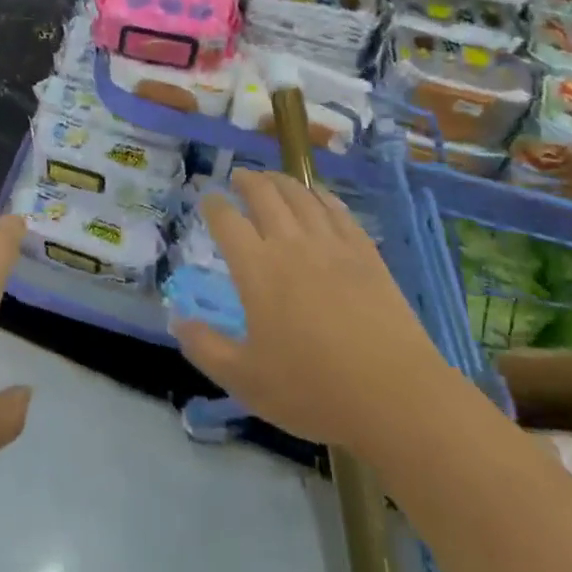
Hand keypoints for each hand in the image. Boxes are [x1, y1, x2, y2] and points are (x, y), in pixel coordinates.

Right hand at [170, 170, 441, 455]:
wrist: (395, 395)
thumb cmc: (313, 390)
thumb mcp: (246, 380)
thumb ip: (206, 348)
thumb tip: (177, 319)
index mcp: (257, 269)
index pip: (227, 221)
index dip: (214, 206)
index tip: (208, 200)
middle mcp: (291, 244)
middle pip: (265, 195)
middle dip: (247, 181)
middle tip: (239, 176)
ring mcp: (332, 245)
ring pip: (301, 196)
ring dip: (282, 181)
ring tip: (272, 178)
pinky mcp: (365, 253)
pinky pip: (339, 211)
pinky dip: (322, 197)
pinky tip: (319, 196)